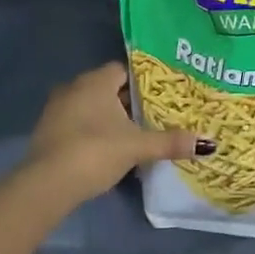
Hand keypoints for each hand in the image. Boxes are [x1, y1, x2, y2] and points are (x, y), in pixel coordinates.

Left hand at [25, 61, 208, 207]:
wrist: (46, 184)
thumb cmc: (95, 151)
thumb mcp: (137, 147)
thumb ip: (170, 142)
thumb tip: (208, 143)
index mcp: (96, 81)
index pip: (124, 69)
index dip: (143, 81)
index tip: (161, 94)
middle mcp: (74, 87)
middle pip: (108, 87)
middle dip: (129, 101)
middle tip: (153, 115)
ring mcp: (57, 109)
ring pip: (91, 106)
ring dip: (109, 117)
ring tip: (134, 133)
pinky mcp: (47, 131)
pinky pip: (78, 122)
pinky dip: (93, 130)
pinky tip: (107, 148)